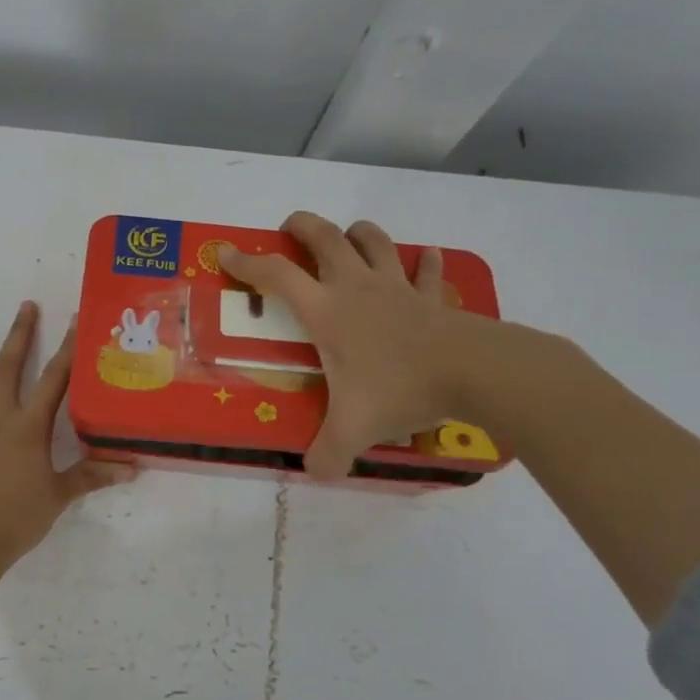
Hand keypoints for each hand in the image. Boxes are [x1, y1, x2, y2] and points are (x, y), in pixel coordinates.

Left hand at [0, 301, 134, 567]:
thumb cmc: (19, 517)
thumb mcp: (61, 495)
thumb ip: (93, 476)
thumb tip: (133, 467)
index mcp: (28, 427)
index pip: (54, 380)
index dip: (67, 349)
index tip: (74, 319)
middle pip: (8, 369)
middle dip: (19, 336)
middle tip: (25, 307)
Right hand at [218, 212, 535, 479]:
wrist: (472, 372)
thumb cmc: (400, 389)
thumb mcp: (353, 430)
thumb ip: (326, 454)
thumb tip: (314, 474)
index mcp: (327, 312)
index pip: (277, 277)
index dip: (248, 263)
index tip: (227, 253)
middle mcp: (357, 289)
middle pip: (325, 238)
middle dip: (303, 226)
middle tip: (290, 226)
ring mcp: (398, 287)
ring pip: (374, 241)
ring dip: (357, 233)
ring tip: (348, 236)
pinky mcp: (432, 297)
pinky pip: (425, 270)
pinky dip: (422, 262)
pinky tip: (423, 260)